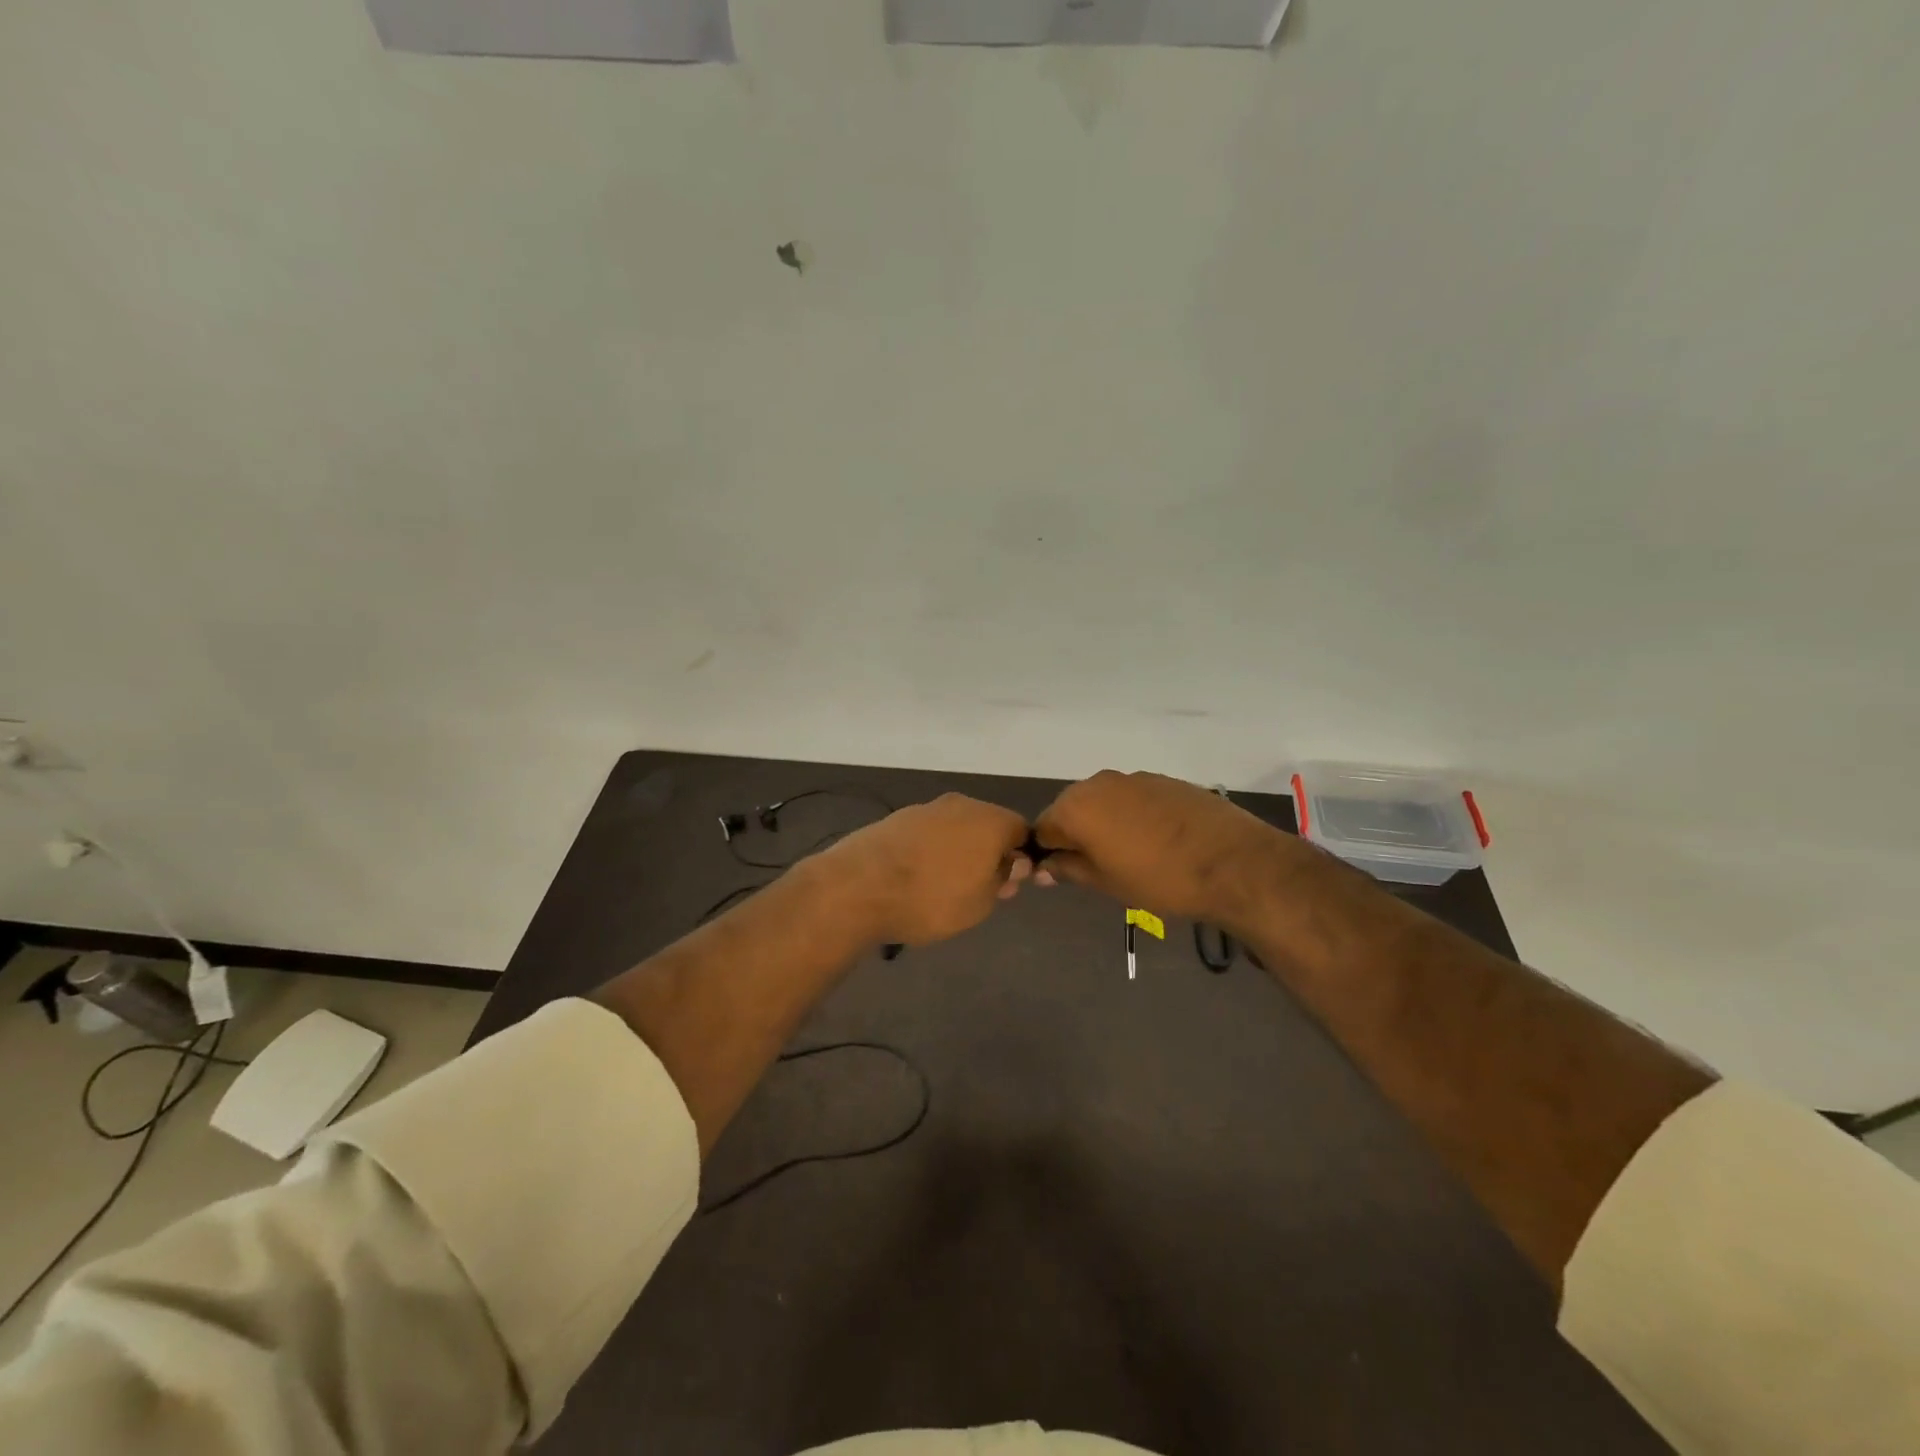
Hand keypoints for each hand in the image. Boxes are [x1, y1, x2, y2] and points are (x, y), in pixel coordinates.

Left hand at [822, 794, 1033, 946]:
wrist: (858, 887)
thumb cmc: (931, 899)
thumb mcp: (980, 904)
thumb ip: (1002, 879)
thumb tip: (1014, 863)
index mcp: (990, 821)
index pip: (1022, 830)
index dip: (1021, 856)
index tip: (1008, 884)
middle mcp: (961, 805)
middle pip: (987, 824)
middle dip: (988, 852)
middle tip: (978, 889)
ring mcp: (926, 808)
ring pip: (955, 827)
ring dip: (957, 851)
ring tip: (943, 886)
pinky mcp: (897, 818)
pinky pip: (927, 832)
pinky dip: (929, 850)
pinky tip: (916, 877)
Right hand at [1033, 770, 1291, 925]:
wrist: (1232, 862)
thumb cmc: (1159, 879)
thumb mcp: (1106, 883)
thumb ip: (1069, 870)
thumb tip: (1043, 868)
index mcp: (1075, 808)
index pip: (1041, 828)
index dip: (1047, 852)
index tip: (1061, 874)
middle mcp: (1097, 783)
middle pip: (1070, 809)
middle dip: (1074, 834)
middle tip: (1095, 867)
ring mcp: (1132, 777)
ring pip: (1103, 800)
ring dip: (1104, 823)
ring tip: (1128, 854)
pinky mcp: (1162, 779)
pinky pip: (1132, 796)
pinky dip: (1132, 814)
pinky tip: (1154, 839)